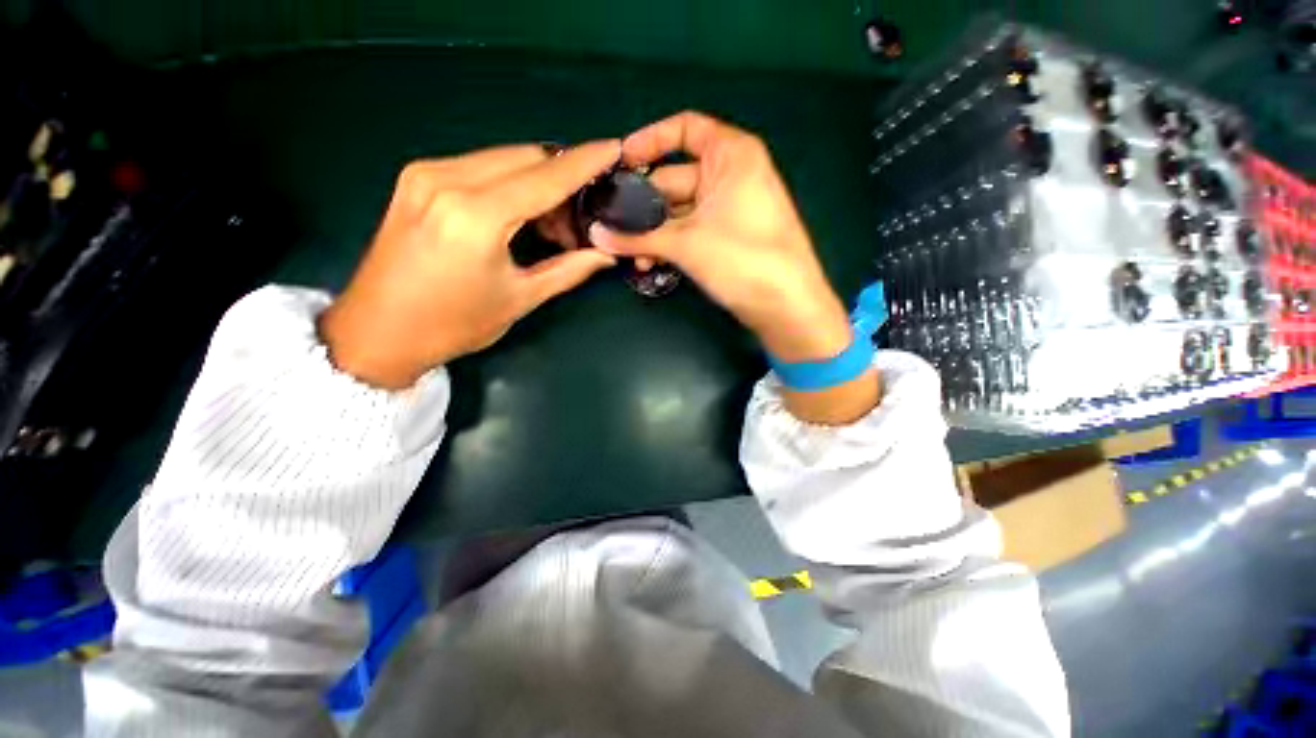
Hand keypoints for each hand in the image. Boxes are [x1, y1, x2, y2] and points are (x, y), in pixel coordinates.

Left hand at [319, 141, 620, 388]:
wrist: (378, 332)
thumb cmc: (454, 325)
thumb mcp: (520, 298)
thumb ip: (569, 270)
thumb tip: (606, 254)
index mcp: (475, 216)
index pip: (545, 177)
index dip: (585, 162)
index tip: (615, 148)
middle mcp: (447, 179)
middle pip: (527, 158)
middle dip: (563, 181)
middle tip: (578, 224)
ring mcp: (427, 173)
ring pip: (505, 159)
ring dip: (538, 184)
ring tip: (551, 229)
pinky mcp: (417, 178)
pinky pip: (482, 167)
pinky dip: (511, 185)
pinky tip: (520, 217)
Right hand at [588, 112, 849, 362]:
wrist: (785, 305)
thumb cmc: (742, 258)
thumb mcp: (686, 243)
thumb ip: (638, 237)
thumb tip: (596, 235)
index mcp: (730, 155)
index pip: (685, 129)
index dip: (650, 140)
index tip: (620, 161)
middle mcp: (730, 175)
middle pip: (675, 178)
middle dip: (643, 205)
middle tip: (611, 223)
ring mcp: (729, 208)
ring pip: (679, 211)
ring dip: (653, 231)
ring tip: (628, 253)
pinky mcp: (726, 237)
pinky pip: (690, 231)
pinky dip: (670, 244)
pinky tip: (648, 261)